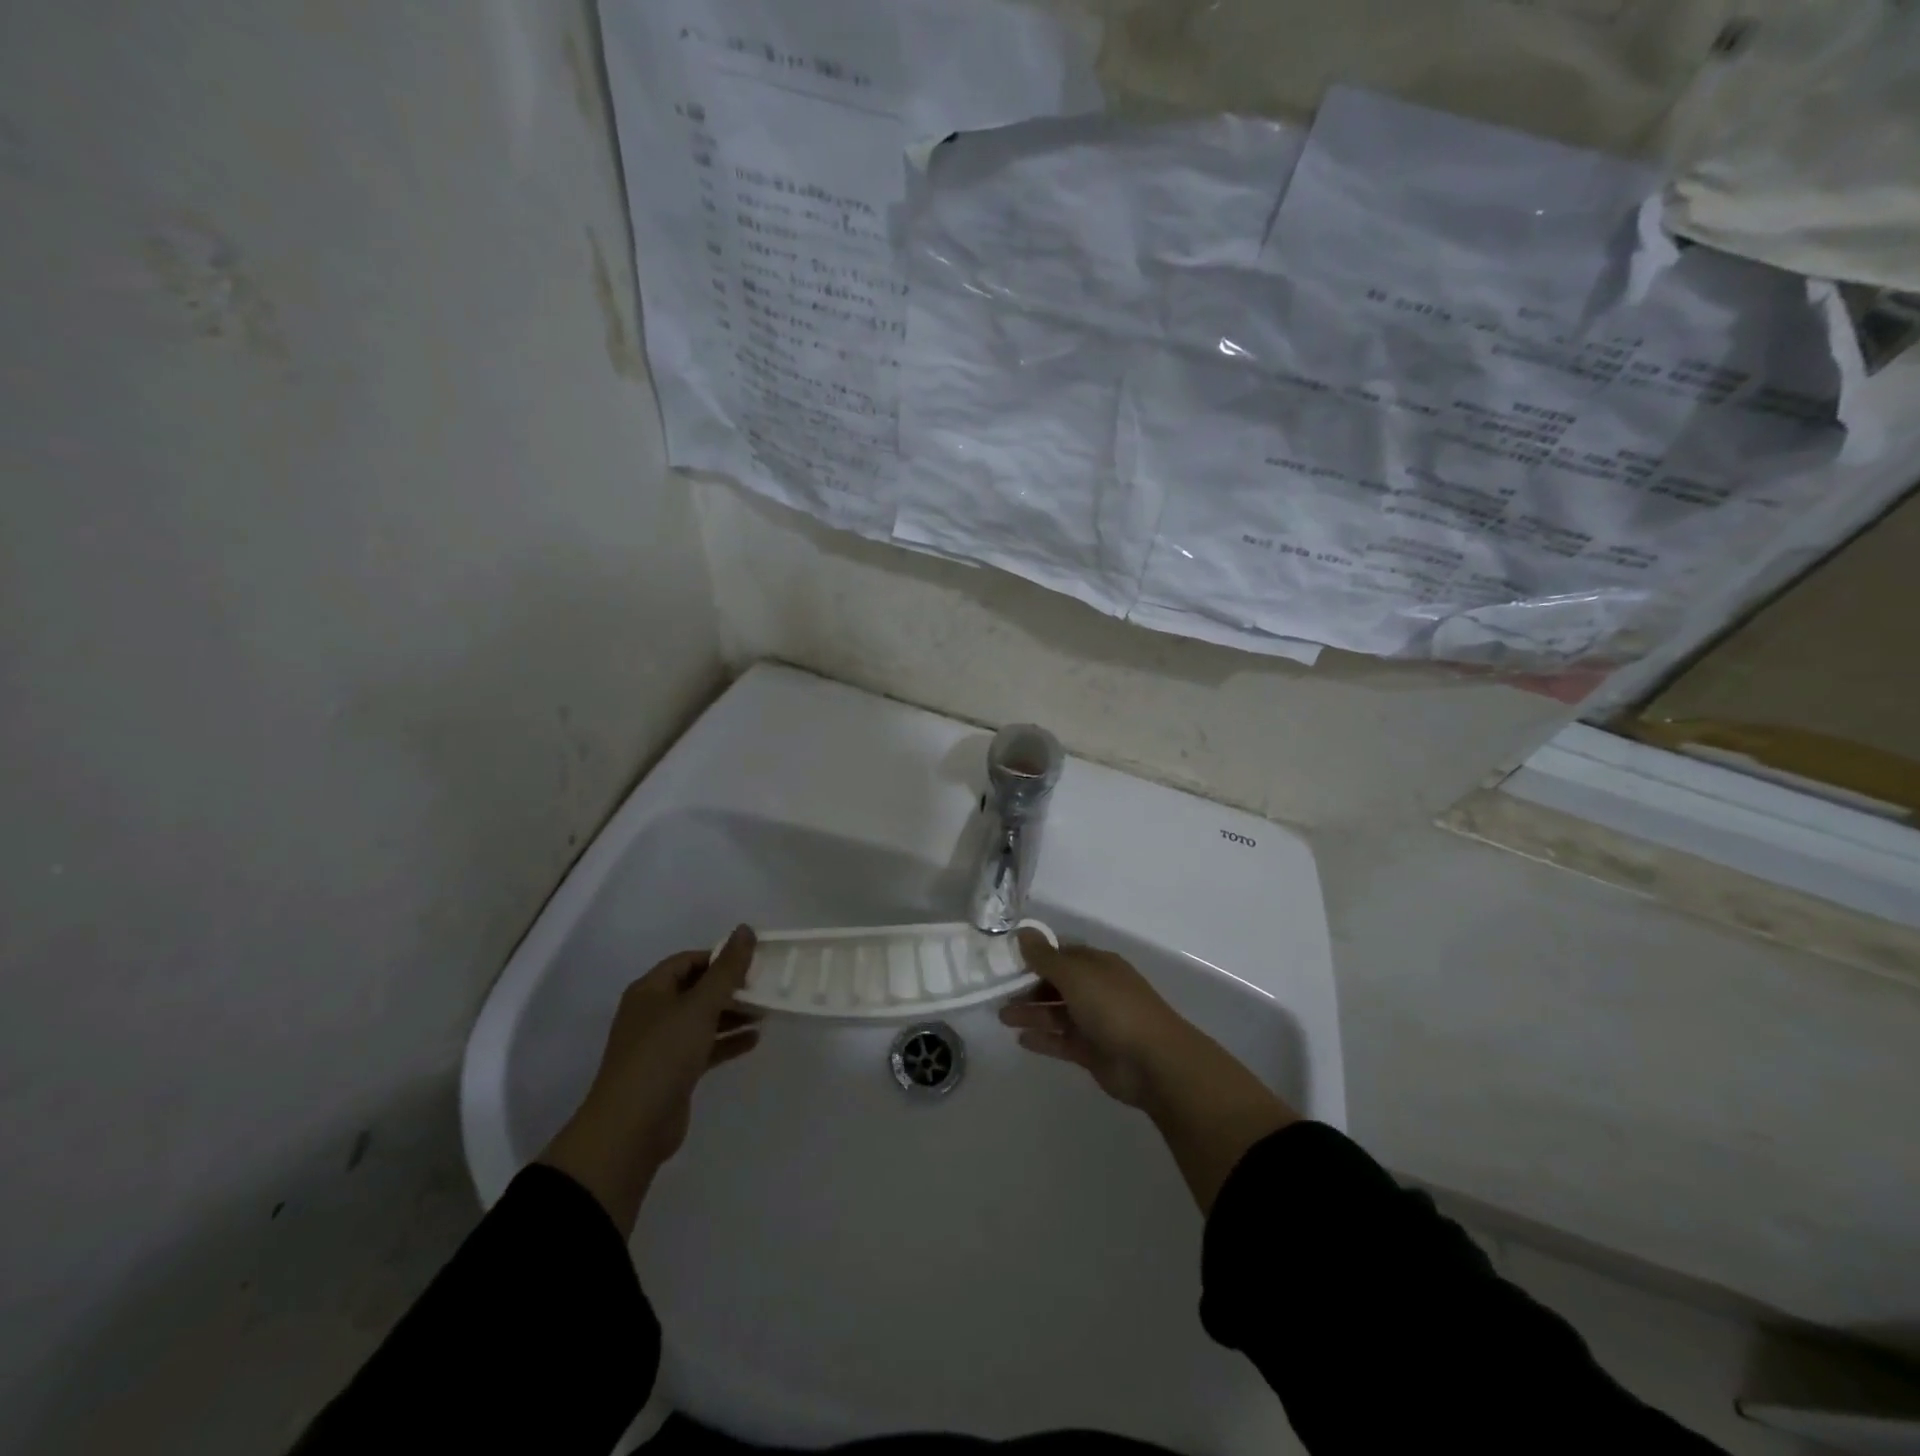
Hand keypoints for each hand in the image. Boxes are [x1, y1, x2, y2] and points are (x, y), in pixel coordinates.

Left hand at [539, 925, 760, 1233]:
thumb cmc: (663, 1054)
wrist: (631, 1128)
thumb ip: (727, 969)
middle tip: (765, 986)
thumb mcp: (700, 1006)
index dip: (719, 957)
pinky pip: (704, 1046)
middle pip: (696, 989)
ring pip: (702, 1019)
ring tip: (767, 1012)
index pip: (688, 961)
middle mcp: (653, 1013)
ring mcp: (661, 1044)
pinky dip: (727, 1041)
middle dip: (730, 987)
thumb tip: (745, 929)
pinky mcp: (672, 1072)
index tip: (753, 961)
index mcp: (650, 990)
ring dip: (732, 1014)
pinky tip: (754, 1040)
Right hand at [998, 934, 1193, 1107]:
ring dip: (1031, 1013)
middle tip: (998, 993)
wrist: (1153, 1061)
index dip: (1036, 956)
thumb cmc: (1113, 1007)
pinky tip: (1020, 1040)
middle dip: (1029, 987)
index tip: (1007, 960)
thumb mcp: (1075, 975)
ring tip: (1002, 1017)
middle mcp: (1096, 990)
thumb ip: (1045, 957)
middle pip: (1057, 985)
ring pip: (1056, 1013)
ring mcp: (1095, 1022)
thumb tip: (1022, 932)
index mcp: (1097, 965)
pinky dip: (1043, 1039)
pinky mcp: (1092, 1052)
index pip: (1062, 955)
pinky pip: (1061, 1041)